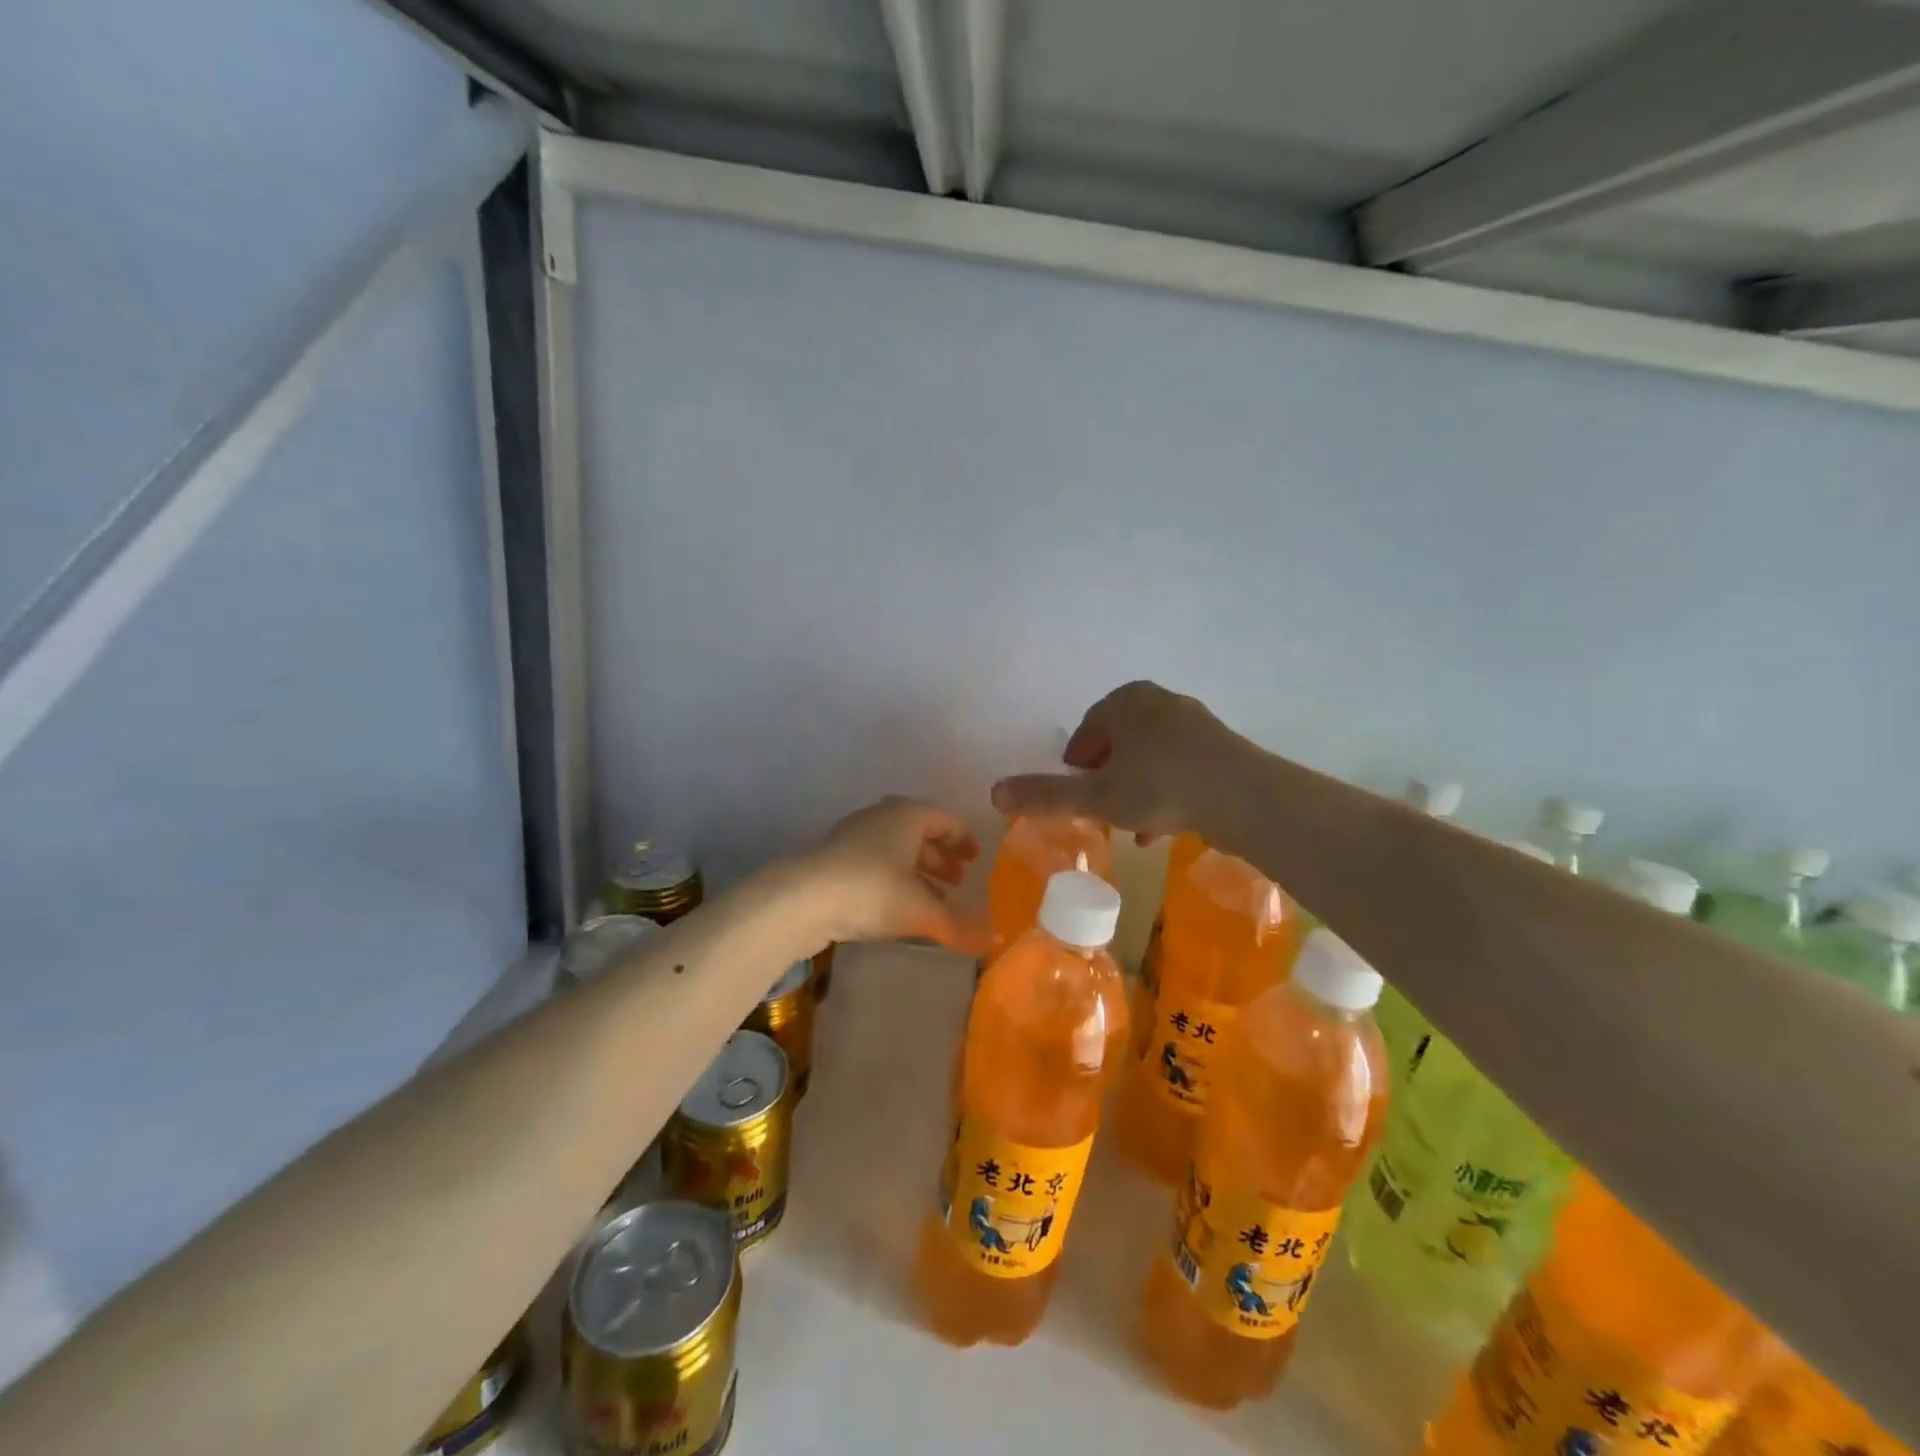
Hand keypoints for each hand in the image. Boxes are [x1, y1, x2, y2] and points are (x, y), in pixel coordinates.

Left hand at [800, 796, 982, 950]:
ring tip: (934, 899)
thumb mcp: (921, 910)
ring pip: (895, 850)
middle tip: (959, 881)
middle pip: (919, 833)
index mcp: (907, 815)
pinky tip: (897, 908)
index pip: (944, 819)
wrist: (801, 899)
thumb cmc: (872, 890)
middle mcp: (881, 817)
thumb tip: (989, 944)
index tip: (976, 859)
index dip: (962, 839)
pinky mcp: (833, 860)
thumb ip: (957, 926)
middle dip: (940, 857)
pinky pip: (875, 864)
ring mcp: (853, 837)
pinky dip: (893, 880)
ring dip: (917, 871)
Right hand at [990, 681, 1240, 843]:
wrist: (1246, 798)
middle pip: (1119, 742)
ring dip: (1135, 790)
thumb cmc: (1161, 788)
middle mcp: (1159, 702)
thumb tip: (993, 793)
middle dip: (1106, 778)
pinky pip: (1179, 767)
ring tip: (1129, 827)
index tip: (1074, 791)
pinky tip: (1160, 829)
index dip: (1076, 763)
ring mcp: (1194, 722)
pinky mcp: (1220, 747)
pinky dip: (1164, 792)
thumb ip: (1045, 795)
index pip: (1088, 729)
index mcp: (1126, 702)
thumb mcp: (1097, 797)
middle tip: (1099, 809)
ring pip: (1150, 758)